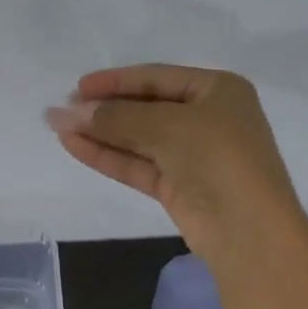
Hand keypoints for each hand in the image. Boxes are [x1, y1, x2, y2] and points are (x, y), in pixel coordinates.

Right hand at [46, 64, 307, 264]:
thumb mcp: (167, 126)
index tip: (77, 86)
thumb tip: (68, 111)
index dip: (115, 81)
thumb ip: (116, 117)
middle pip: (144, 107)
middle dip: (103, 108)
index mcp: (217, 90)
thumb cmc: (218, 158)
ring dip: (99, 132)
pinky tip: (74, 146)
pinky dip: (106, 155)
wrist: (249, 231)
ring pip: (137, 137)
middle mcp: (206, 118)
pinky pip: (136, 163)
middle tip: (62, 109)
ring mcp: (191, 154)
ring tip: (58, 126)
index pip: (156, 77)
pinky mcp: (177, 186)